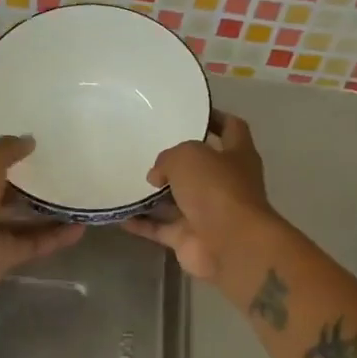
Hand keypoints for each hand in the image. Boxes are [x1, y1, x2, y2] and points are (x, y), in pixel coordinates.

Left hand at [0, 135, 84, 301]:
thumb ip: (8, 147)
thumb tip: (29, 140)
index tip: (20, 127)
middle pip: (1, 180)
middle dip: (25, 172)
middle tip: (61, 158)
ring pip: (22, 213)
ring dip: (46, 206)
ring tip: (78, 191)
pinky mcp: (6, 253)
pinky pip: (37, 241)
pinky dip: (58, 236)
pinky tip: (83, 225)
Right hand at [122, 112, 274, 280]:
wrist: (230, 245)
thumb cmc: (217, 189)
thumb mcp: (188, 156)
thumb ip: (168, 158)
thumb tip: (157, 176)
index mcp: (237, 155)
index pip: (230, 128)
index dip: (214, 118)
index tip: (191, 112)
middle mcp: (225, 183)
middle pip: (199, 167)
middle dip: (176, 161)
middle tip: (145, 148)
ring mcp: (207, 213)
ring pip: (177, 200)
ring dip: (154, 194)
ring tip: (125, 179)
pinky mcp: (190, 239)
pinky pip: (160, 228)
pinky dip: (142, 223)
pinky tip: (118, 214)